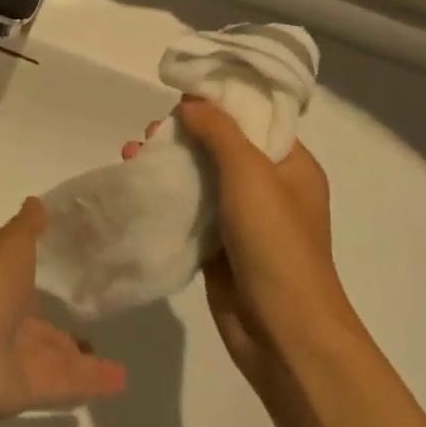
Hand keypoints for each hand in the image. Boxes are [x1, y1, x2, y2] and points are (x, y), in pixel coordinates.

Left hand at [0, 198, 126, 419]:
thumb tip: (37, 201)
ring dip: (86, 363)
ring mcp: (23, 362)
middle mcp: (11, 328)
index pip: (27, 291)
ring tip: (121, 364)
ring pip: (59, 362)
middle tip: (95, 332)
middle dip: (64, 334)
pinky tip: (123, 381)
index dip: (45, 289)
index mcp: (3, 292)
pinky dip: (96, 382)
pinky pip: (71, 384)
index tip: (71, 285)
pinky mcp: (37, 390)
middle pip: (44, 333)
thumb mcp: (11, 246)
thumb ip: (27, 228)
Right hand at [124, 99, 351, 394]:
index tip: (180, 95)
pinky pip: (190, 210)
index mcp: (292, 165)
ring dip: (170, 163)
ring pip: (202, 178)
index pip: (255, 119)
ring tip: (133, 153)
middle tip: (151, 130)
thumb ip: (220, 132)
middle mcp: (270, 188)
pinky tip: (138, 184)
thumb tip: (191, 101)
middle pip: (223, 147)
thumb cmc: (276, 244)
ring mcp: (243, 219)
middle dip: (185, 134)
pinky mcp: (219, 246)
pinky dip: (166, 196)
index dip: (220, 104)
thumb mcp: (251, 174)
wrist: (282, 331)